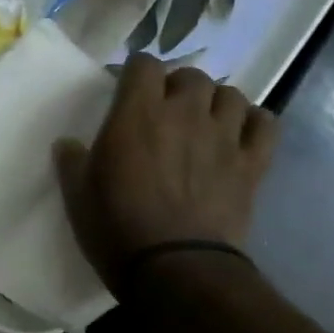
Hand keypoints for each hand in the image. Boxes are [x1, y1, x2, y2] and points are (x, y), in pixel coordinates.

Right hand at [55, 58, 278, 287]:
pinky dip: (253, 122)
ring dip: (215, 102)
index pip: (143, 64)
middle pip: (191, 75)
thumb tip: (67, 144)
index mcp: (137, 114)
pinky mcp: (252, 163)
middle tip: (165, 110)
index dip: (135, 72)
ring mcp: (223, 136)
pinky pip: (265, 123)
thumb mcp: (77, 195)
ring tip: (204, 121)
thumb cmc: (116, 227)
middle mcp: (184, 113)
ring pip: (231, 94)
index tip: (126, 91)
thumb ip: (71, 161)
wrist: (175, 268)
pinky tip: (239, 135)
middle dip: (177, 86)